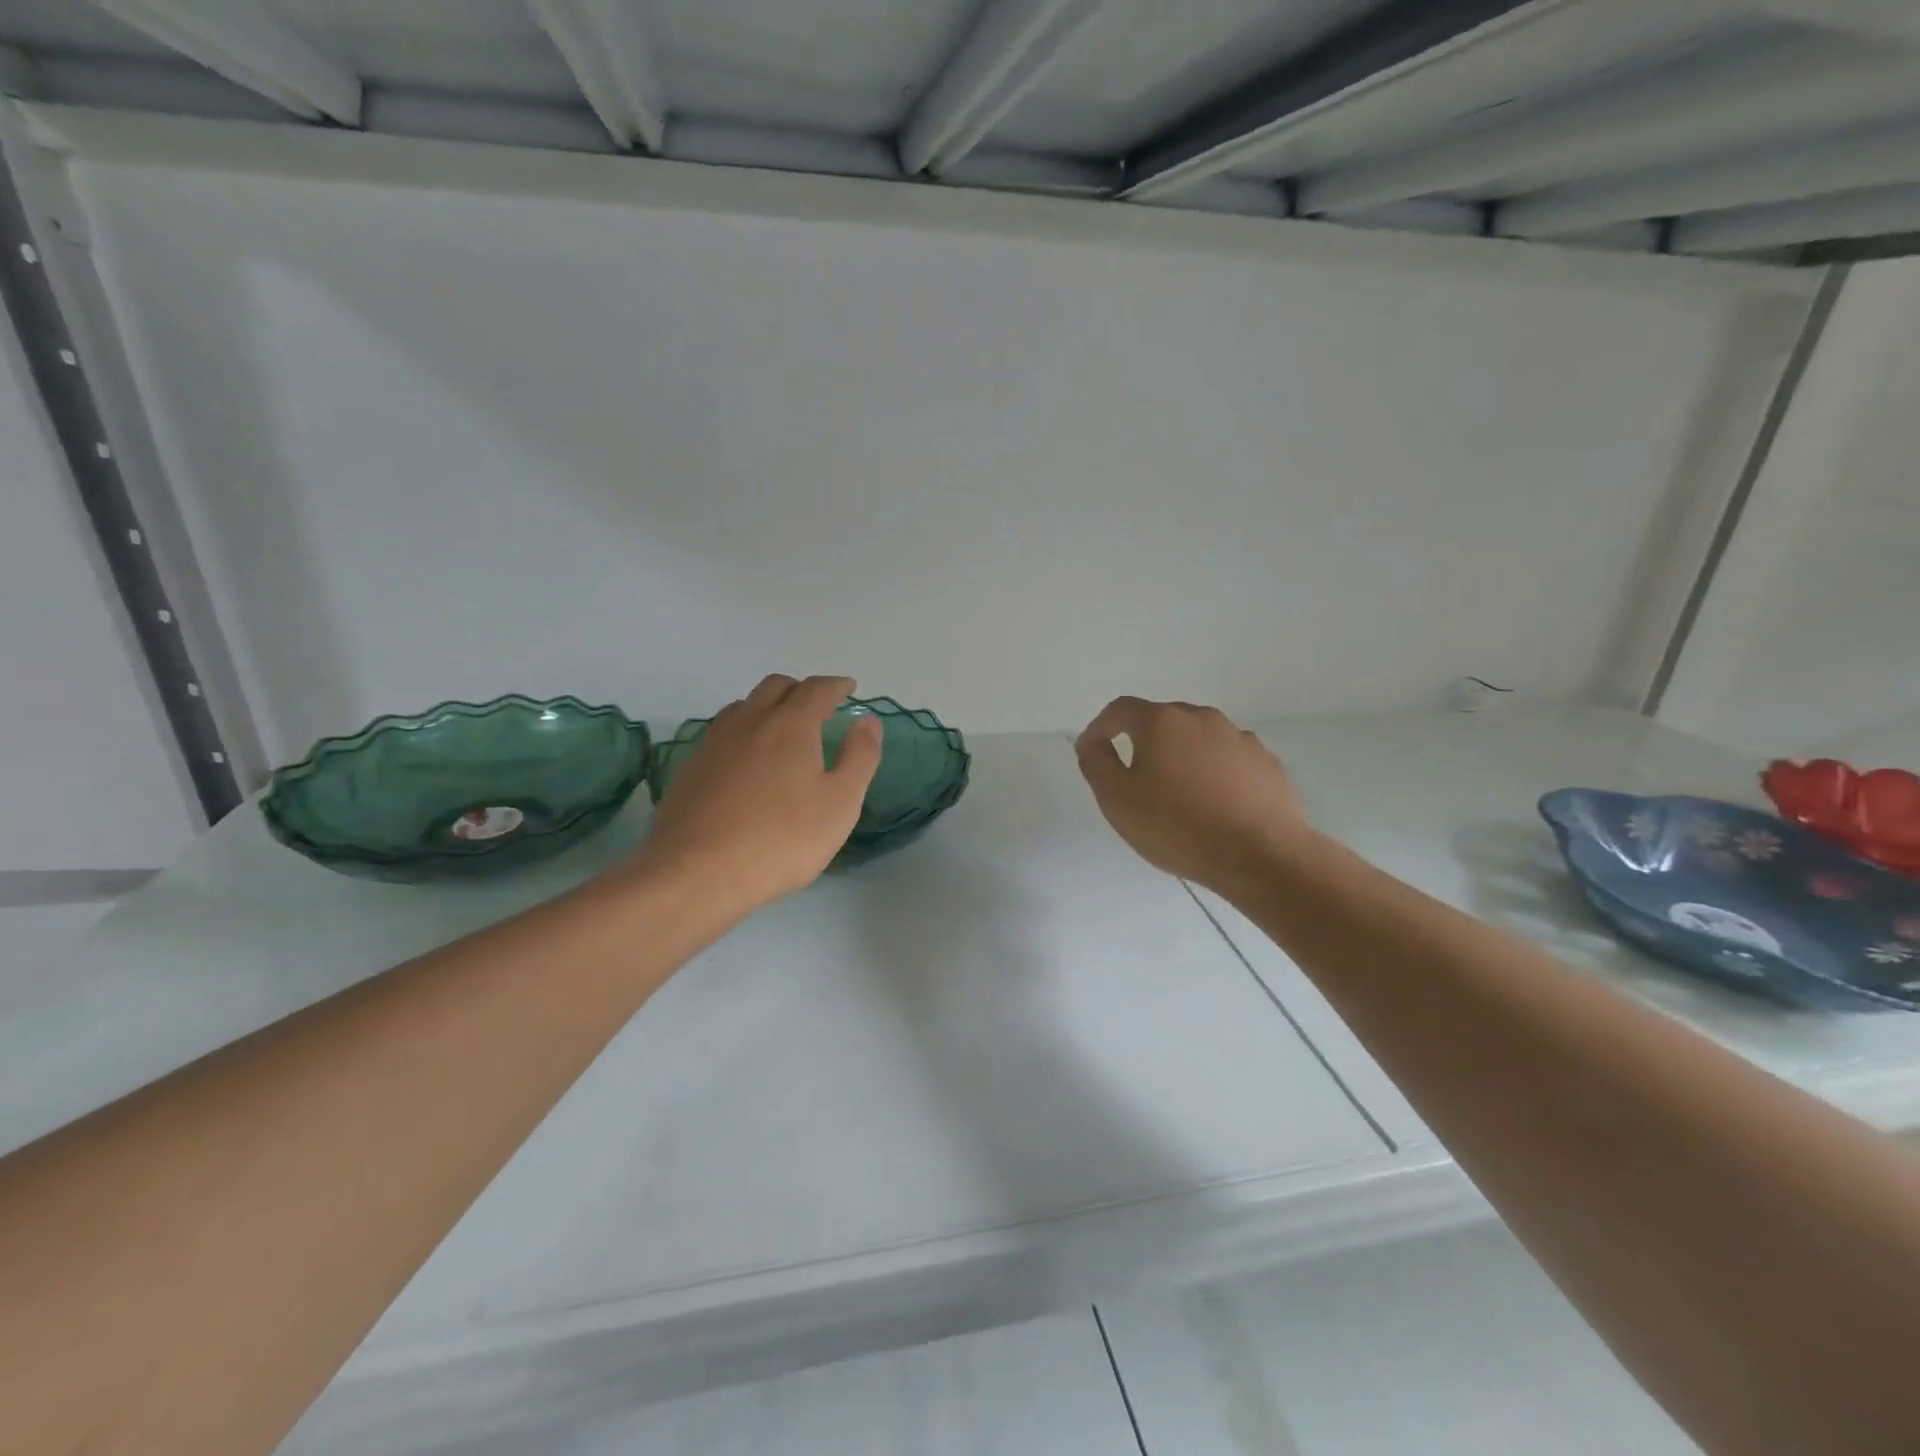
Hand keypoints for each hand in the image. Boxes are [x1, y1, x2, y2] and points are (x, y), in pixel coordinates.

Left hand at [639, 674, 882, 917]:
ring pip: (744, 706)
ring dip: (768, 706)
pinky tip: (747, 759)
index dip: (837, 686)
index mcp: (790, 724)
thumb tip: (869, 721)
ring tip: (782, 729)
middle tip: (818, 707)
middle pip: (776, 687)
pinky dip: (744, 731)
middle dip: (801, 690)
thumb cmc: (781, 839)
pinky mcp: (691, 766)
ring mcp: (714, 742)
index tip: (849, 689)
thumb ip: (860, 757)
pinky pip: (722, 732)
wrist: (697, 872)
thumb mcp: (840, 803)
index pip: (817, 689)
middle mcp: (750, 720)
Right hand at [1075, 697, 1312, 891]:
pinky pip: (1229, 760)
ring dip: (1182, 758)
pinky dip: (1214, 773)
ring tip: (1178, 797)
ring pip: (1198, 739)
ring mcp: (1240, 738)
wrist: (1260, 856)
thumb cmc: (1177, 826)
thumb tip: (1093, 741)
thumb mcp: (1117, 799)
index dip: (1102, 727)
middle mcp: (1202, 718)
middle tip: (1136, 780)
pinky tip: (1215, 805)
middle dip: (1144, 743)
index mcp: (1162, 721)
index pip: (1121, 709)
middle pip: (1162, 720)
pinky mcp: (1267, 763)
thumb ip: (1096, 762)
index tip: (1094, 751)